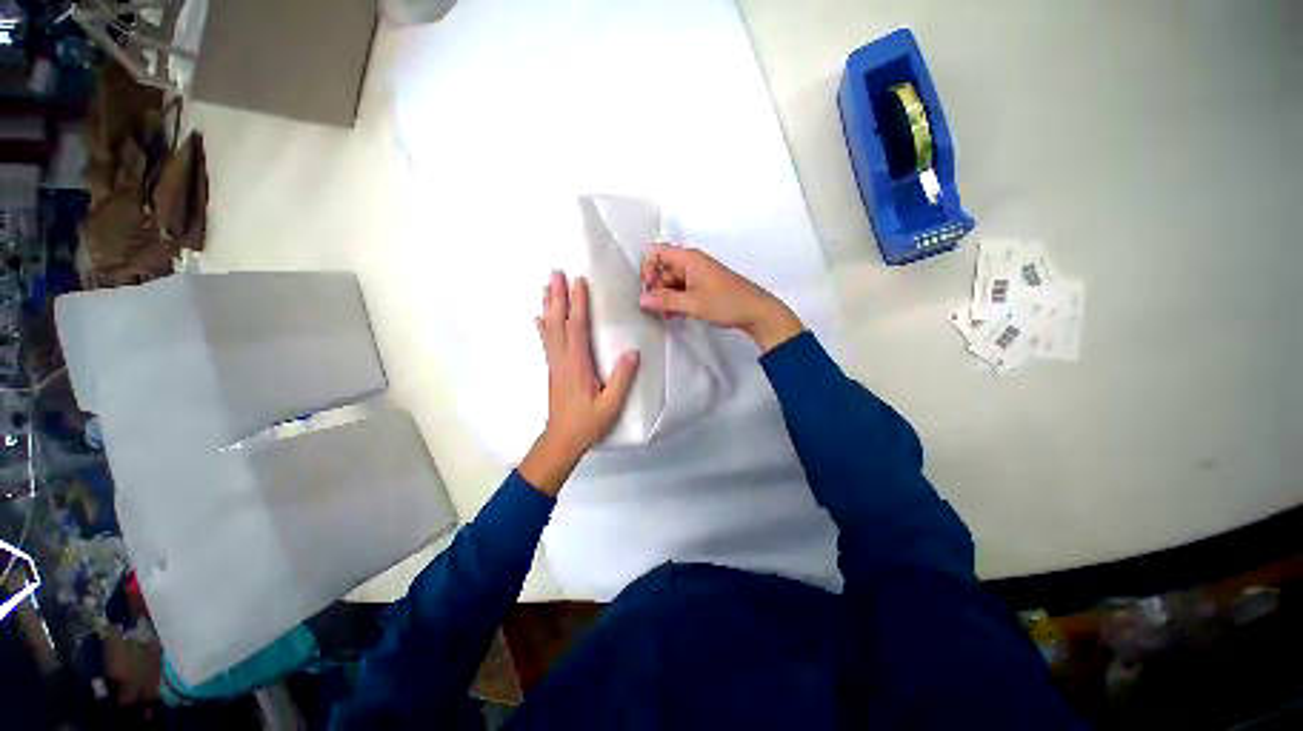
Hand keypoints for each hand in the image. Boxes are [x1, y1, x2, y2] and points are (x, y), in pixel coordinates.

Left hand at [519, 270, 639, 495]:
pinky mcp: (553, 369)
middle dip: (557, 297)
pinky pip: (546, 342)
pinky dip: (542, 326)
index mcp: (577, 365)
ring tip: (547, 286)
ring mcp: (555, 364)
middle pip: (557, 323)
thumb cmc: (587, 423)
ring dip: (548, 306)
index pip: (576, 328)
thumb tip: (632, 352)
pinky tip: (538, 317)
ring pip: (548, 330)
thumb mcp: (610, 405)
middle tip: (555, 272)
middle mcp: (562, 360)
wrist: (561, 440)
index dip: (577, 304)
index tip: (579, 282)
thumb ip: (622, 379)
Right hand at [638, 243, 804, 351]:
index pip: (657, 252)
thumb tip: (641, 299)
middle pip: (662, 271)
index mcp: (688, 259)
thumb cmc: (725, 303)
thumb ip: (665, 301)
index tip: (648, 289)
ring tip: (666, 315)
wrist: (756, 312)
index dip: (647, 268)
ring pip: (671, 284)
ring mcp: (696, 277)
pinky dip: (675, 302)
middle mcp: (690, 264)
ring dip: (665, 299)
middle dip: (656, 289)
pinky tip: (674, 316)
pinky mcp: (702, 289)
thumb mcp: (693, 303)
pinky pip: (681, 292)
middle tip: (655, 310)